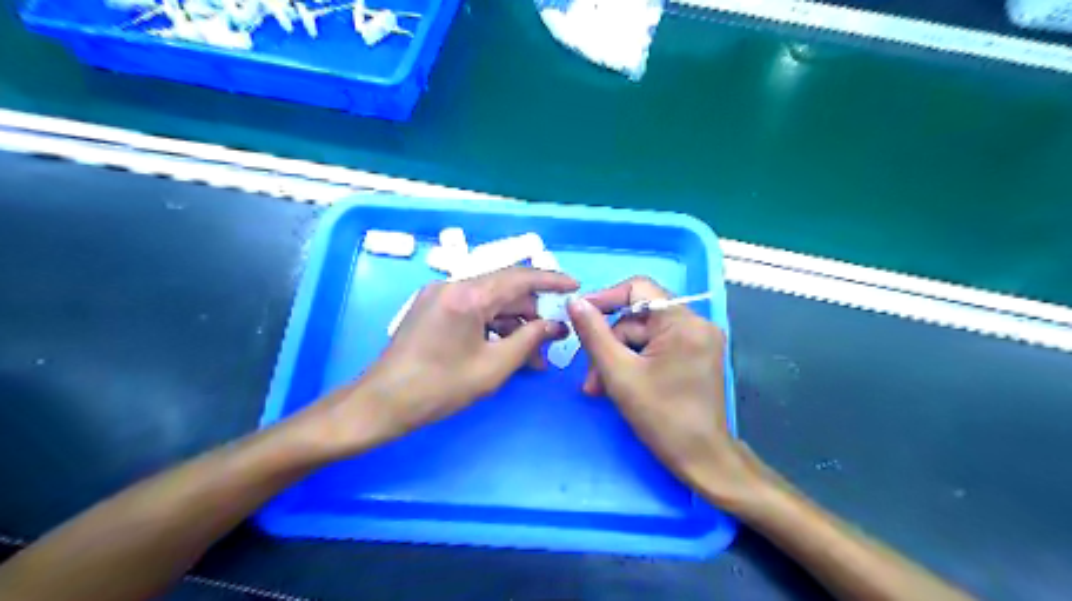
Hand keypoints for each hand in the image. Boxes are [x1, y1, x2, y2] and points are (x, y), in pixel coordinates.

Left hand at [311, 266, 576, 454]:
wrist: (382, 402)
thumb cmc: (439, 387)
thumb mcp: (493, 367)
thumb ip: (529, 340)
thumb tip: (555, 326)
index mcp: (468, 294)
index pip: (520, 277)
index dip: (551, 280)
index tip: (575, 286)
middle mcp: (453, 285)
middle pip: (505, 290)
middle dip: (531, 314)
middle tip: (551, 342)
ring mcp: (440, 295)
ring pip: (490, 301)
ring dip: (513, 324)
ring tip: (531, 356)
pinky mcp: (432, 307)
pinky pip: (473, 309)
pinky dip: (492, 326)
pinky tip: (505, 350)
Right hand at [565, 275, 764, 506]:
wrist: (702, 460)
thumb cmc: (661, 417)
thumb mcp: (619, 373)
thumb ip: (594, 333)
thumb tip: (575, 302)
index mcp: (683, 323)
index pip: (638, 288)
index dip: (605, 298)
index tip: (580, 316)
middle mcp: (696, 324)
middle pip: (638, 317)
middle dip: (609, 343)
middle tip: (589, 374)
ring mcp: (698, 340)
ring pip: (644, 335)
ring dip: (617, 357)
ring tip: (598, 387)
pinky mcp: (696, 355)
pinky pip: (656, 347)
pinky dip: (634, 362)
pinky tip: (617, 385)